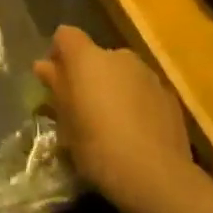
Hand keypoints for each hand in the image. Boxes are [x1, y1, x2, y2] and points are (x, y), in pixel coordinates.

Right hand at [35, 25, 193, 212]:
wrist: (157, 176)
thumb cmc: (99, 148)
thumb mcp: (67, 123)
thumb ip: (57, 88)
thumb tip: (43, 66)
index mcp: (88, 59)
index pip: (66, 35)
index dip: (59, 53)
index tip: (55, 81)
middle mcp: (118, 56)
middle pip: (96, 56)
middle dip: (88, 76)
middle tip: (83, 109)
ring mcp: (148, 74)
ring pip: (122, 73)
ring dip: (113, 89)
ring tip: (112, 124)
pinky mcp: (169, 95)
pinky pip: (143, 90)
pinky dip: (136, 103)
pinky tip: (136, 134)